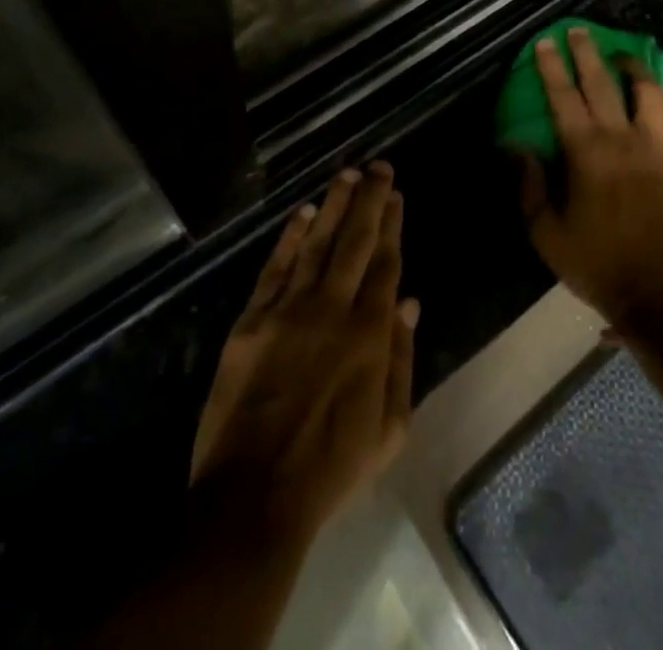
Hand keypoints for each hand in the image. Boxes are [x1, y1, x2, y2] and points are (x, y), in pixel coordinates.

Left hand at [190, 162, 419, 543]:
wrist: (254, 496)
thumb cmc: (331, 467)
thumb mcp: (389, 428)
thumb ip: (401, 359)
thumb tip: (409, 302)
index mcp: (369, 333)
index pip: (385, 263)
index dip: (392, 225)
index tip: (396, 195)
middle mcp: (332, 308)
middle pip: (355, 241)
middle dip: (369, 200)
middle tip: (379, 166)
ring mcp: (289, 310)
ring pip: (317, 244)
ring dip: (333, 205)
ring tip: (346, 174)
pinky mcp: (252, 321)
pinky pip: (275, 268)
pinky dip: (290, 238)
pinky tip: (302, 213)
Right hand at [519, 28, 662, 327]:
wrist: (660, 293)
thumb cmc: (597, 263)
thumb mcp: (546, 233)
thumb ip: (530, 186)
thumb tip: (518, 147)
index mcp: (587, 153)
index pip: (564, 97)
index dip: (551, 67)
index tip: (544, 42)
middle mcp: (623, 139)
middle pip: (604, 83)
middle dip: (587, 53)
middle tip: (578, 31)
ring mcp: (659, 148)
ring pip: (650, 93)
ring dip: (634, 68)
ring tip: (623, 56)